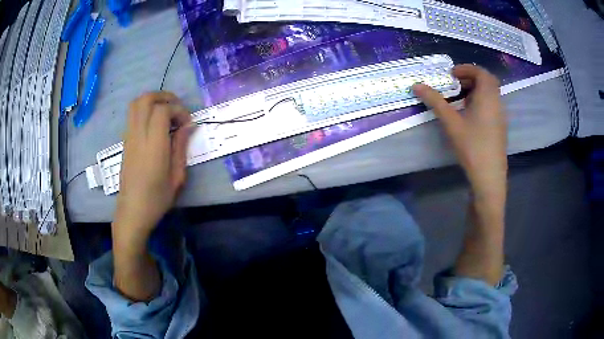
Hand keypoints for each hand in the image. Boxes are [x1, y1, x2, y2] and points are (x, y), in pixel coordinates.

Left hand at [113, 92, 191, 245]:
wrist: (132, 213)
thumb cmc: (157, 199)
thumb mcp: (177, 177)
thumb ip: (182, 147)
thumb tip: (189, 125)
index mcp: (153, 146)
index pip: (162, 111)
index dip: (178, 110)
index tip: (187, 123)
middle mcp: (138, 136)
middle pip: (145, 99)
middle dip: (164, 97)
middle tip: (177, 108)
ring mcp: (129, 138)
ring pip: (136, 104)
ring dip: (153, 101)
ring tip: (166, 112)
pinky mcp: (125, 142)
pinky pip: (133, 115)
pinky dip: (145, 110)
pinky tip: (155, 124)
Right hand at [413, 65, 506, 205]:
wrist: (489, 177)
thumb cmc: (472, 147)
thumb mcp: (451, 123)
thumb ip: (435, 101)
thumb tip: (416, 85)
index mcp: (488, 97)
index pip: (480, 72)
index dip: (465, 69)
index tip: (451, 74)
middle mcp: (497, 103)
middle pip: (487, 81)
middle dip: (470, 78)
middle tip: (455, 84)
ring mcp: (500, 116)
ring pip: (490, 94)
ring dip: (475, 90)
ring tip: (460, 99)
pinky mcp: (500, 127)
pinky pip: (491, 106)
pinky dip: (480, 102)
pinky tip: (469, 116)